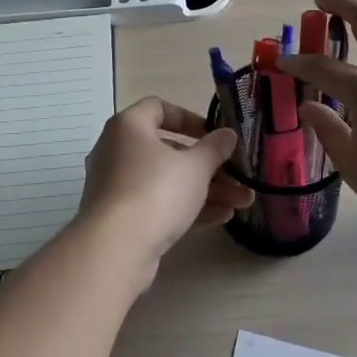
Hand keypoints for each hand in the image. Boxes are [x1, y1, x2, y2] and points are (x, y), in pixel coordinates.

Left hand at [76, 97, 250, 282]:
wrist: (115, 249)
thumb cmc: (156, 191)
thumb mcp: (195, 167)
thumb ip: (214, 148)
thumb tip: (227, 134)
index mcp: (129, 126)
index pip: (158, 108)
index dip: (190, 118)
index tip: (214, 134)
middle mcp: (116, 150)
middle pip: (168, 150)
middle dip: (208, 165)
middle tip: (237, 176)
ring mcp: (116, 186)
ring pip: (166, 180)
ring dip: (205, 190)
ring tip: (241, 202)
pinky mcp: (119, 217)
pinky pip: (156, 204)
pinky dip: (185, 207)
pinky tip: (220, 218)